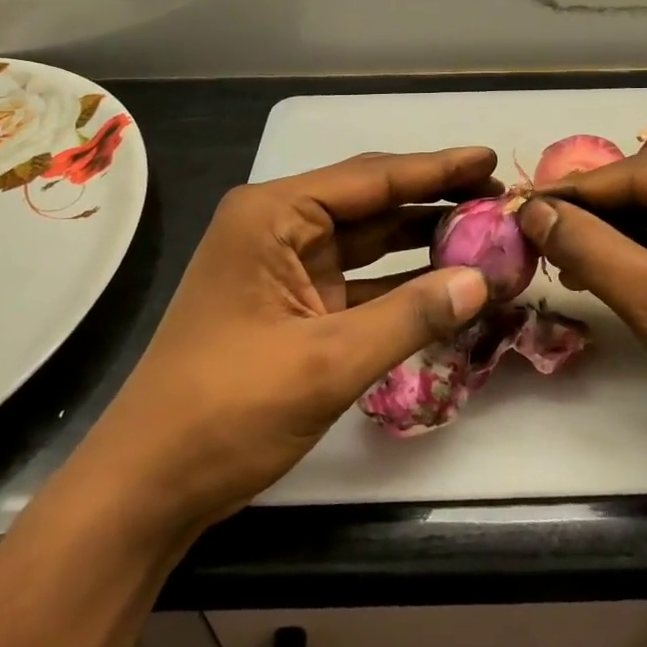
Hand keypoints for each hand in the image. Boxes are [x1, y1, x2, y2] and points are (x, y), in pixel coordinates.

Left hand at [79, 148, 498, 530]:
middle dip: (434, 199)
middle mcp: (279, 228)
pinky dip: (402, 283)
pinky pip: (361, 280)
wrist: (148, 487)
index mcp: (273, 216)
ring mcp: (286, 268)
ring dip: (422, 239)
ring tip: (485, 231)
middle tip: (498, 196)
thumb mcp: (327, 362)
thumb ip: (410, 316)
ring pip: (369, 240)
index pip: (371, 179)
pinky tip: (447, 282)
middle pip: (372, 202)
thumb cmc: (227, 410)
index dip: (437, 168)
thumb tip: (483, 281)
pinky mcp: (295, 306)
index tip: (491, 159)